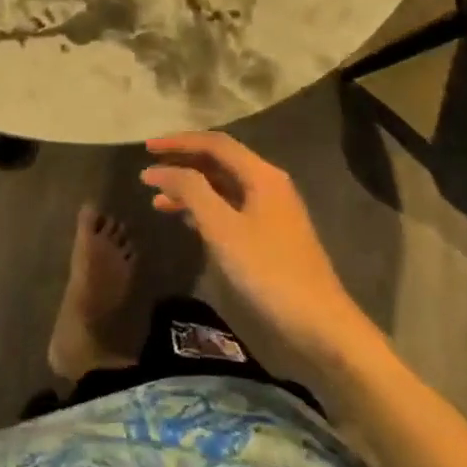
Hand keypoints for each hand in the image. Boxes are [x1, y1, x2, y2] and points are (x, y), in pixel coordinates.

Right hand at [142, 133, 378, 366]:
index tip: (146, 148)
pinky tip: (185, 221)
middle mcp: (268, 184)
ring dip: (190, 189)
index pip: (214, 143)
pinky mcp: (270, 234)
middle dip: (182, 164)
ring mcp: (271, 210)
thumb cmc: (268, 270)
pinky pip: (230, 207)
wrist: (320, 324)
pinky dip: (204, 208)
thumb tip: (161, 169)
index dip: (178, 142)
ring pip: (222, 186)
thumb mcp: (222, 228)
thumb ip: (190, 191)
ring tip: (157, 201)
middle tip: (148, 173)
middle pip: (218, 162)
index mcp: (262, 175)